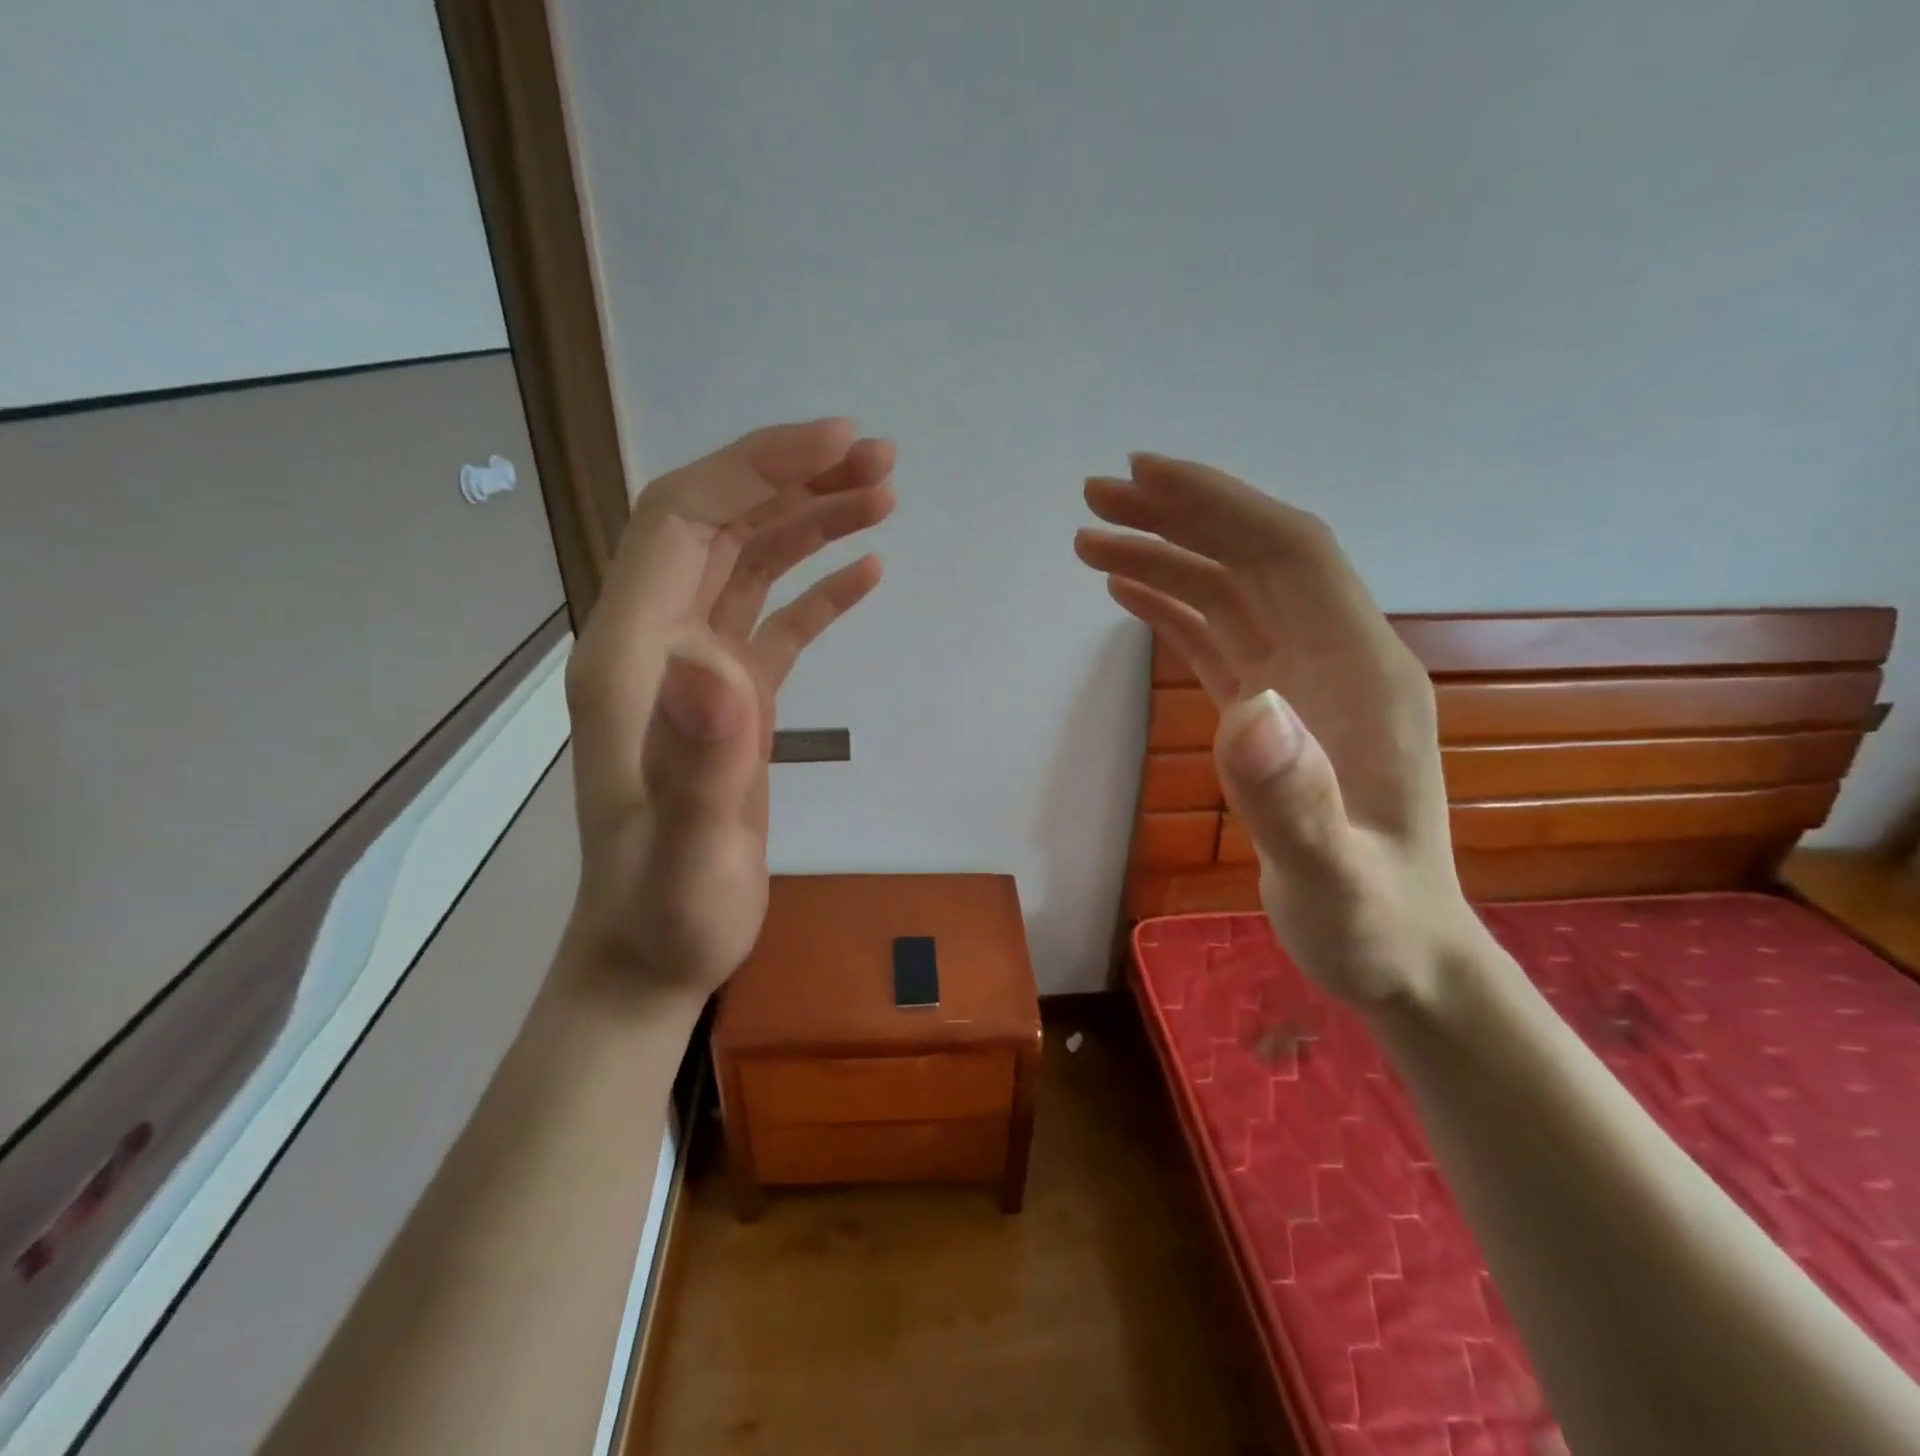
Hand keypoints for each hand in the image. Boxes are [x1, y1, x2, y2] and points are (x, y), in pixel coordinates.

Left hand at [563, 418, 894, 999]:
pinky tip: (867, 572)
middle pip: (719, 524)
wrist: (653, 955)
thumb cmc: (667, 912)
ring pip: (749, 563)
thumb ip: (695, 760)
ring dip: (811, 522)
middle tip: (881, 460)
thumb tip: (715, 660)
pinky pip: (773, 620)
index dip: (755, 467)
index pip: (684, 518)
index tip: (837, 442)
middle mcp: (656, 644)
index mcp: (632, 655)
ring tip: (884, 496)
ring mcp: (694, 671)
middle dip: (794, 478)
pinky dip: (817, 588)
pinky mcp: (730, 701)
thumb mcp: (686, 853)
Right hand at [1075, 454, 1479, 1005]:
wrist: (1400, 955)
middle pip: (1255, 557)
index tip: (1144, 476)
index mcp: (1362, 673)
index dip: (1222, 504)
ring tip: (1092, 543)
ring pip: (1231, 593)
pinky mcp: (1276, 712)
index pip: (1292, 554)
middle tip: (1095, 499)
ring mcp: (1304, 683)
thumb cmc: (1372, 924)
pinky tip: (1130, 595)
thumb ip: (1297, 801)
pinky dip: (1174, 608)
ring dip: (1167, 558)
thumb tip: (1246, 709)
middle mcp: (1335, 658)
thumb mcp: (1336, 880)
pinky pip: (1221, 638)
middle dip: (1180, 516)